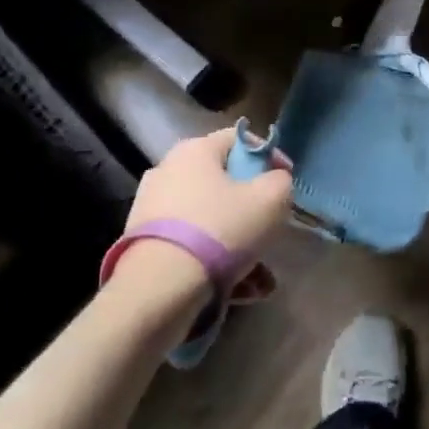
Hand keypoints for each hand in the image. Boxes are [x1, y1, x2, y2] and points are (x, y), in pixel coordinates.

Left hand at [123, 128, 294, 280]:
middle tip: (271, 225)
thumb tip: (275, 180)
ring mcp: (150, 206)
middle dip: (251, 205)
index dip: (269, 156)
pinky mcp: (142, 242)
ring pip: (208, 217)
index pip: (241, 139)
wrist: (157, 290)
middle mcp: (168, 169)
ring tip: (259, 274)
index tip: (286, 180)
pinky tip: (237, 287)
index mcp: (195, 149)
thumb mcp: (270, 200)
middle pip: (223, 180)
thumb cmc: (220, 230)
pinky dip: (213, 258)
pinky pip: (189, 242)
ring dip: (236, 239)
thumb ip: (281, 181)